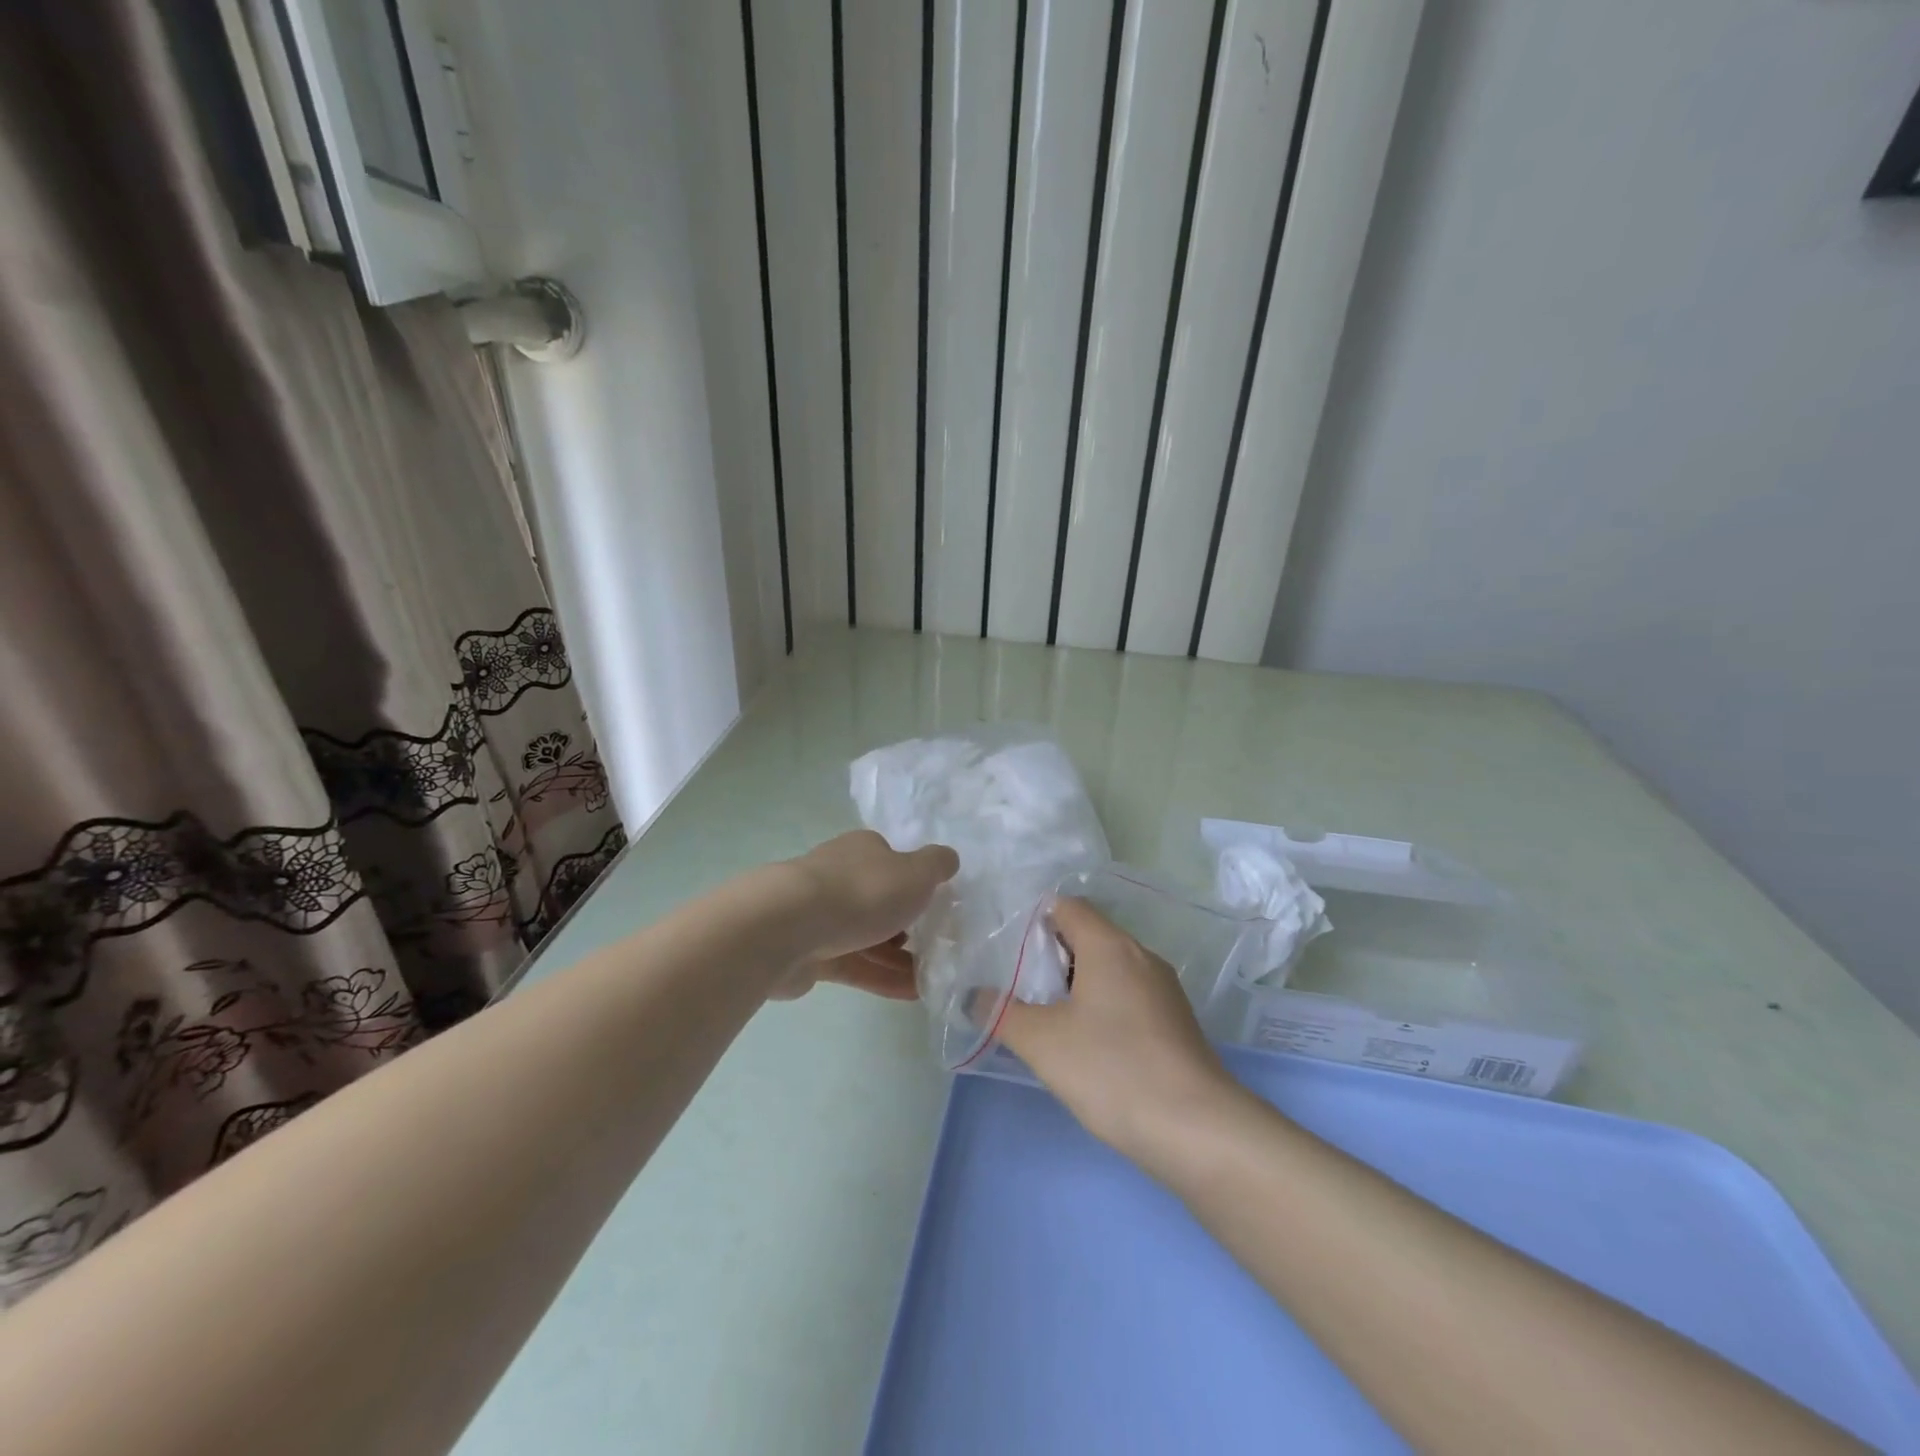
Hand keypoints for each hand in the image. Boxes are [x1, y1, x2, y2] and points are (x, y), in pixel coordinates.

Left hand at [773, 831, 958, 1000]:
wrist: (789, 928)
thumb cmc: (862, 892)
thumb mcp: (916, 872)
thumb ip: (937, 865)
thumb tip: (948, 858)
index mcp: (863, 851)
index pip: (893, 861)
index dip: (915, 883)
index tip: (937, 907)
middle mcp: (840, 876)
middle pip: (879, 900)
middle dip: (906, 924)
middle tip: (936, 947)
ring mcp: (821, 916)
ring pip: (868, 937)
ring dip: (899, 958)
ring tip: (931, 980)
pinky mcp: (810, 954)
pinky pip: (854, 965)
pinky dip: (881, 978)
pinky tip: (911, 994)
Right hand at [997, 898, 1236, 1159]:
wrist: (1196, 1129)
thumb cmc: (1112, 1069)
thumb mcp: (1042, 1042)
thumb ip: (1002, 1013)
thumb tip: (976, 996)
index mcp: (1109, 945)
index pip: (1067, 907)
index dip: (1034, 921)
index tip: (1007, 951)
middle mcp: (1141, 956)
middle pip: (1088, 936)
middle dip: (1051, 958)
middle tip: (1019, 988)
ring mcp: (1163, 989)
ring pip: (1109, 969)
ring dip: (1076, 986)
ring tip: (1046, 1019)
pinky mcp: (1175, 1022)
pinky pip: (1129, 997)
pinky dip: (1102, 1007)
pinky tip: (1087, 1046)